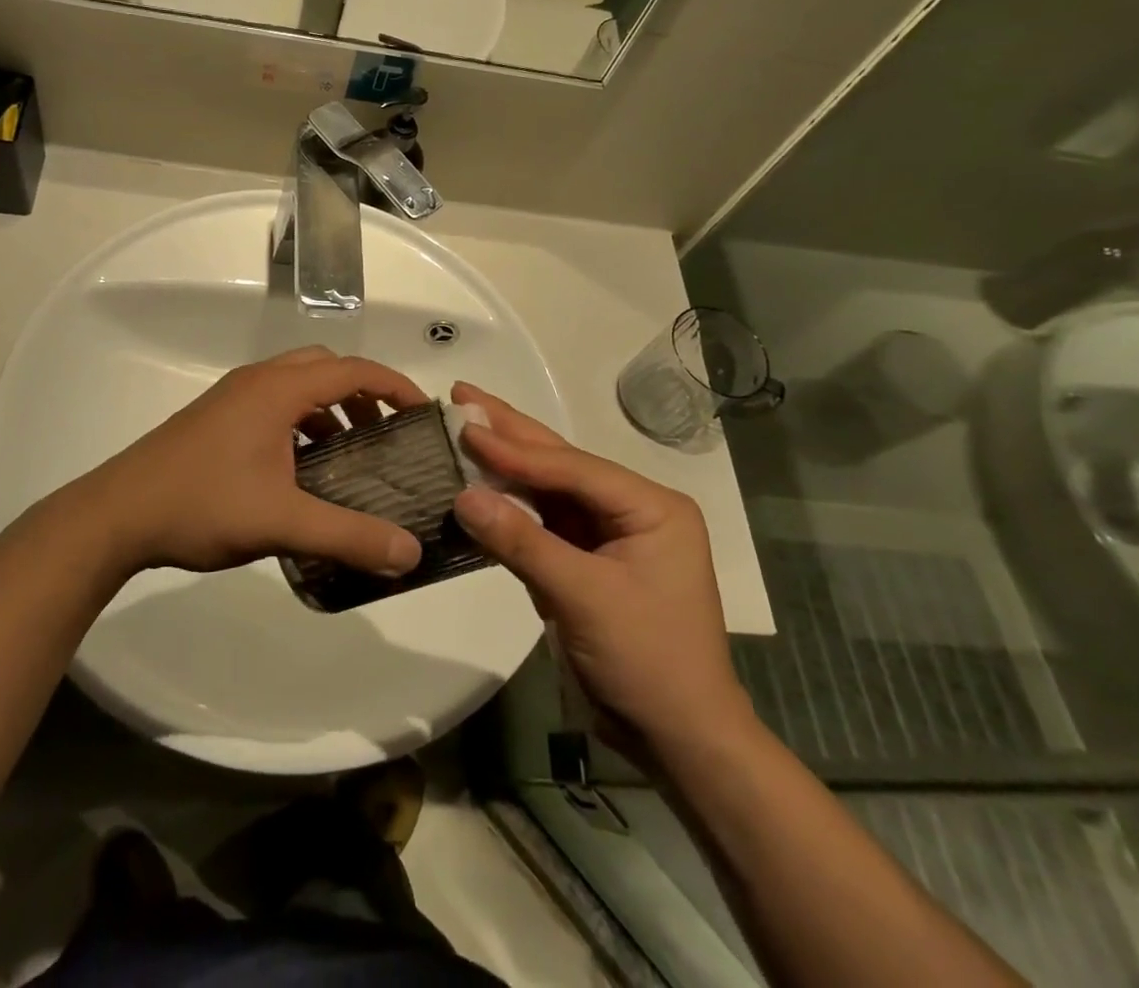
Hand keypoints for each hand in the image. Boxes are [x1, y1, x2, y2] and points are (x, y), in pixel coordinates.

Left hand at [74, 347, 427, 576]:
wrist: (117, 514)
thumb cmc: (201, 505)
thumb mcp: (282, 522)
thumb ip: (349, 535)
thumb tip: (410, 553)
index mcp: (277, 389)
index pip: (352, 369)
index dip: (394, 385)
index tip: (424, 413)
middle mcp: (256, 381)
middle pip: (325, 367)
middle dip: (363, 393)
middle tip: (388, 433)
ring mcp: (232, 397)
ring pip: (297, 384)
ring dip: (331, 407)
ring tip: (352, 451)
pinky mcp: (216, 418)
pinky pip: (274, 403)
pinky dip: (302, 421)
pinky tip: (304, 467)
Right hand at [447, 383, 754, 756]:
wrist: (677, 742)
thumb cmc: (647, 661)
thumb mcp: (584, 597)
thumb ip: (522, 541)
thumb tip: (462, 495)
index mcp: (650, 506)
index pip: (572, 468)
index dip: (515, 449)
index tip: (465, 425)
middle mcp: (629, 510)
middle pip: (559, 464)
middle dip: (509, 432)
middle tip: (461, 395)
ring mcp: (605, 535)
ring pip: (545, 490)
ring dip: (503, 464)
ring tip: (463, 425)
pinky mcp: (583, 562)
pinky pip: (539, 524)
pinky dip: (506, 507)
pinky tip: (476, 483)